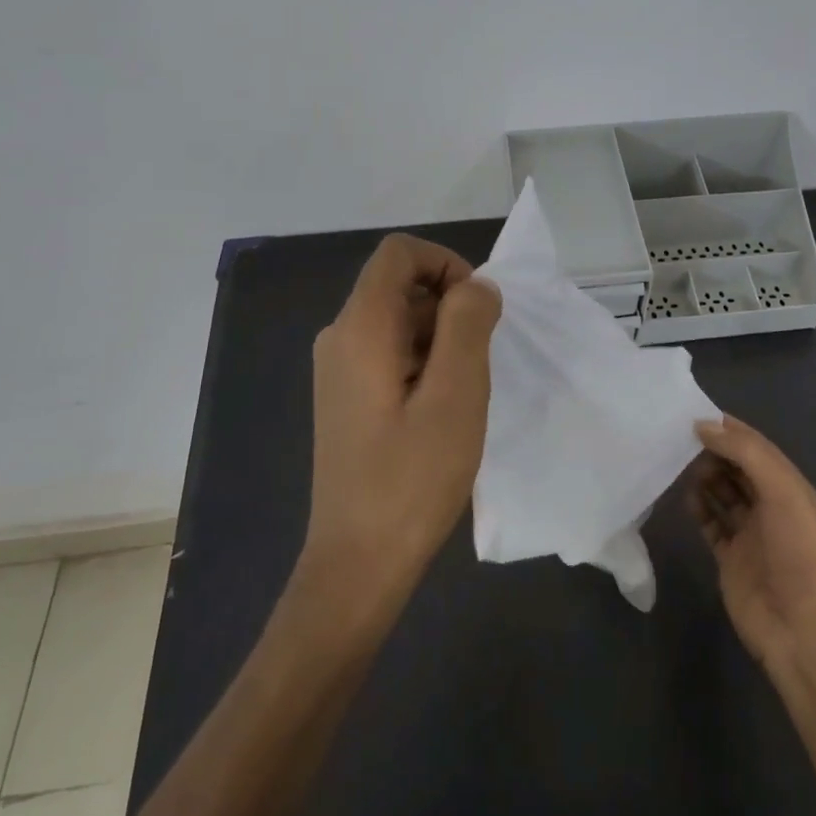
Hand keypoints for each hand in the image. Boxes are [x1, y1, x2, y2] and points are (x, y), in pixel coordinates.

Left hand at [305, 234, 502, 607]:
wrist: (358, 562)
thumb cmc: (411, 478)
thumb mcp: (457, 394)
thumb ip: (468, 324)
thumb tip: (476, 286)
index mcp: (361, 327)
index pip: (400, 252)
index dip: (446, 264)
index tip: (478, 310)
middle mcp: (339, 336)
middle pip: (399, 284)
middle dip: (448, 307)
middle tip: (478, 363)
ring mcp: (337, 369)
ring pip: (398, 320)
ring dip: (440, 338)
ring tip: (461, 394)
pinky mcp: (345, 396)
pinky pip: (389, 351)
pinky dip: (423, 361)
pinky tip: (440, 410)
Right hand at [687, 415, 815, 669]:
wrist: (800, 630)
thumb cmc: (797, 554)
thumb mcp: (783, 493)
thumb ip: (746, 454)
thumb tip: (703, 425)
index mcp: (791, 488)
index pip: (757, 447)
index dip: (729, 429)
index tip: (695, 414)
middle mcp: (771, 506)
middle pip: (737, 467)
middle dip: (713, 451)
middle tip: (679, 440)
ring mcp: (750, 533)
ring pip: (721, 493)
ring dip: (702, 476)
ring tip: (677, 465)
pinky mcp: (730, 557)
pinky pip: (710, 523)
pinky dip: (697, 508)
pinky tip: (684, 497)